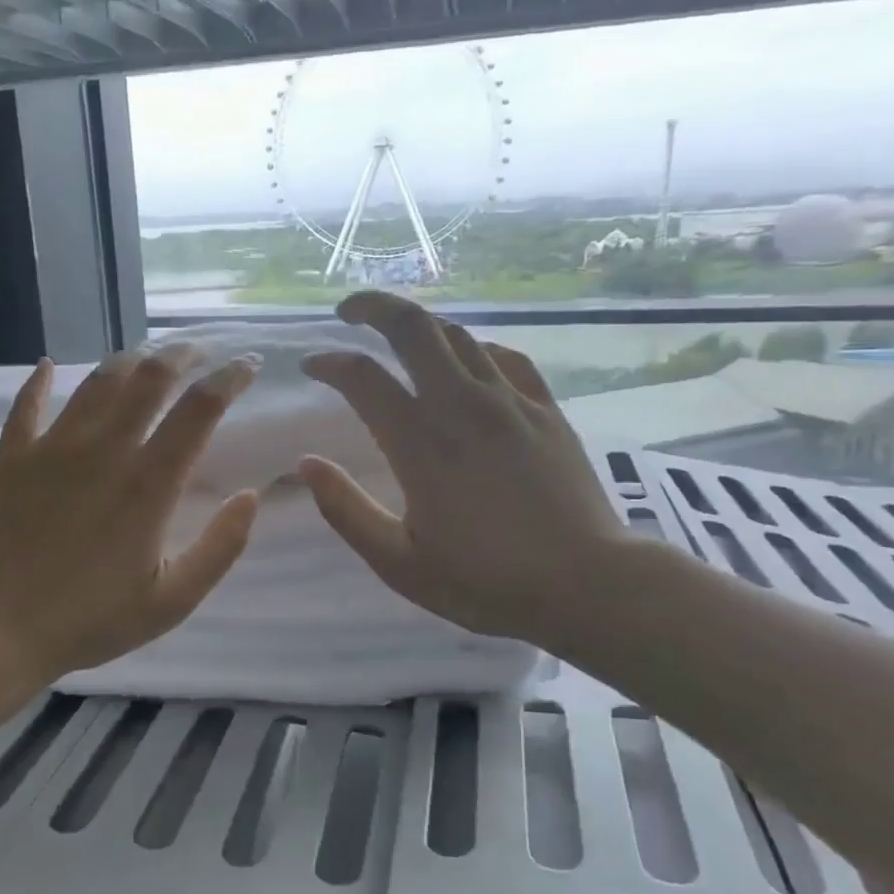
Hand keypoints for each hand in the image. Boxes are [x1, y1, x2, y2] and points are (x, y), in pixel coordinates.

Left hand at [0, 343, 260, 687]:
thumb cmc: (92, 619)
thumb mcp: (173, 600)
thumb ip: (220, 547)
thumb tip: (251, 495)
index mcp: (149, 483)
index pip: (199, 408)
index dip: (230, 378)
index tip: (248, 365)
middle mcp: (104, 449)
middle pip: (149, 376)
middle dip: (181, 353)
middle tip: (199, 350)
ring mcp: (54, 447)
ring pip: (97, 380)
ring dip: (128, 360)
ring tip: (146, 356)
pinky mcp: (14, 456)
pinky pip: (28, 403)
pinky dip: (40, 380)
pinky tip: (48, 365)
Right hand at [299, 292, 628, 649]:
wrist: (588, 585)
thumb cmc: (487, 582)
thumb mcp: (400, 563)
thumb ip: (346, 510)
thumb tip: (305, 464)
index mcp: (421, 444)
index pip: (364, 378)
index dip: (330, 363)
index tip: (312, 366)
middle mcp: (463, 407)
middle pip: (414, 327)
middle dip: (374, 307)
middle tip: (349, 312)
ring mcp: (510, 402)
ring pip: (458, 335)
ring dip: (420, 325)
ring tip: (399, 335)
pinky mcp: (546, 410)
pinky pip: (505, 357)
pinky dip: (475, 348)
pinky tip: (468, 361)